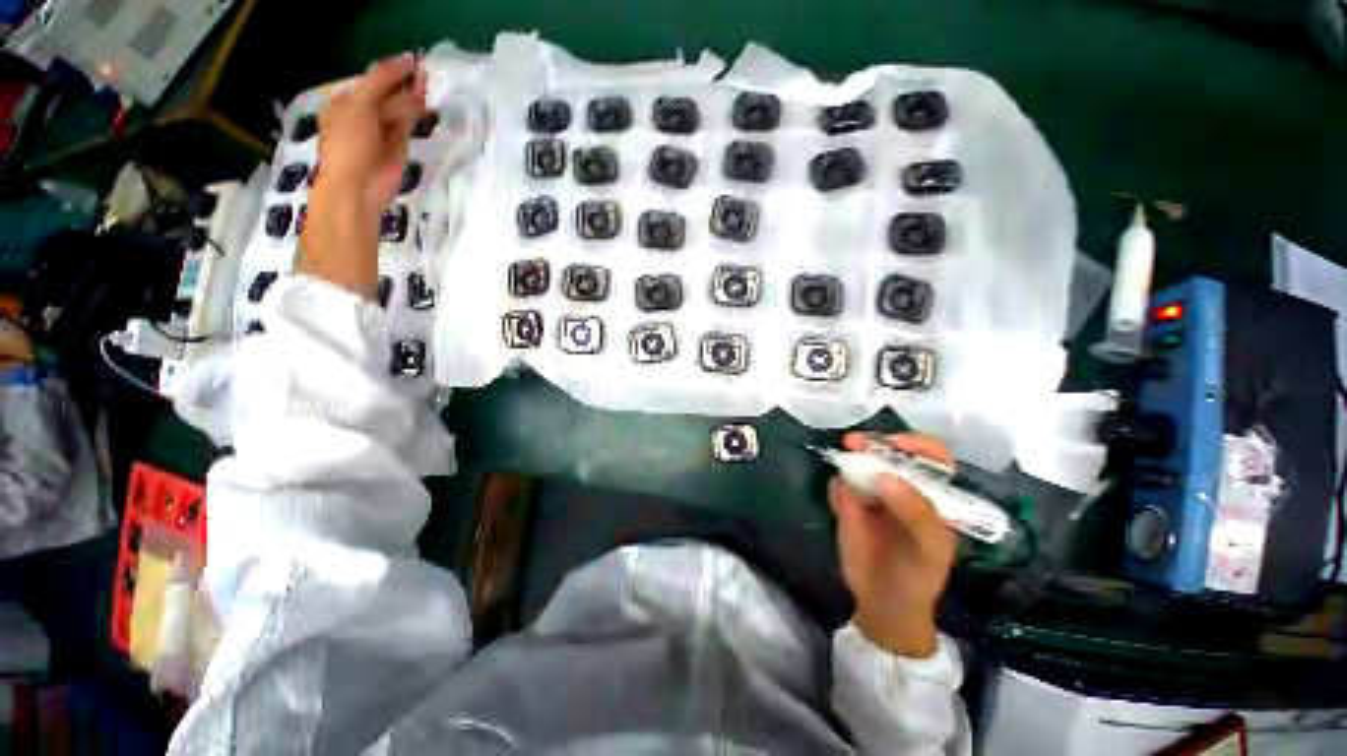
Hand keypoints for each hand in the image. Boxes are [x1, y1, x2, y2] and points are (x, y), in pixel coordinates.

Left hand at [315, 54, 426, 213]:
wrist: (359, 184)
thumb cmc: (350, 141)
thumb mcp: (361, 103)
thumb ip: (383, 80)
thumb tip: (408, 61)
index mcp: (347, 101)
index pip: (372, 79)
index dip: (391, 69)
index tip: (413, 61)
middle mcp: (364, 113)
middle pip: (387, 93)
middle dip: (404, 83)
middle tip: (425, 72)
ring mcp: (382, 131)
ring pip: (399, 109)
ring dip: (412, 97)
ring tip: (429, 84)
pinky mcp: (399, 147)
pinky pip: (407, 126)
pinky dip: (416, 115)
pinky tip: (426, 105)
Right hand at [829, 432, 956, 656]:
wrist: (882, 605)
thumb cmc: (917, 577)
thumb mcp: (929, 548)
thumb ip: (916, 512)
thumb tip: (885, 476)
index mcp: (932, 496)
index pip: (931, 457)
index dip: (914, 444)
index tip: (891, 444)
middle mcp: (902, 488)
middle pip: (890, 453)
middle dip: (874, 443)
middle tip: (853, 442)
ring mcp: (872, 494)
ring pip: (861, 465)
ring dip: (853, 456)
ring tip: (843, 455)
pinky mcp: (847, 504)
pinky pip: (840, 487)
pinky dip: (839, 486)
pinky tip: (839, 495)